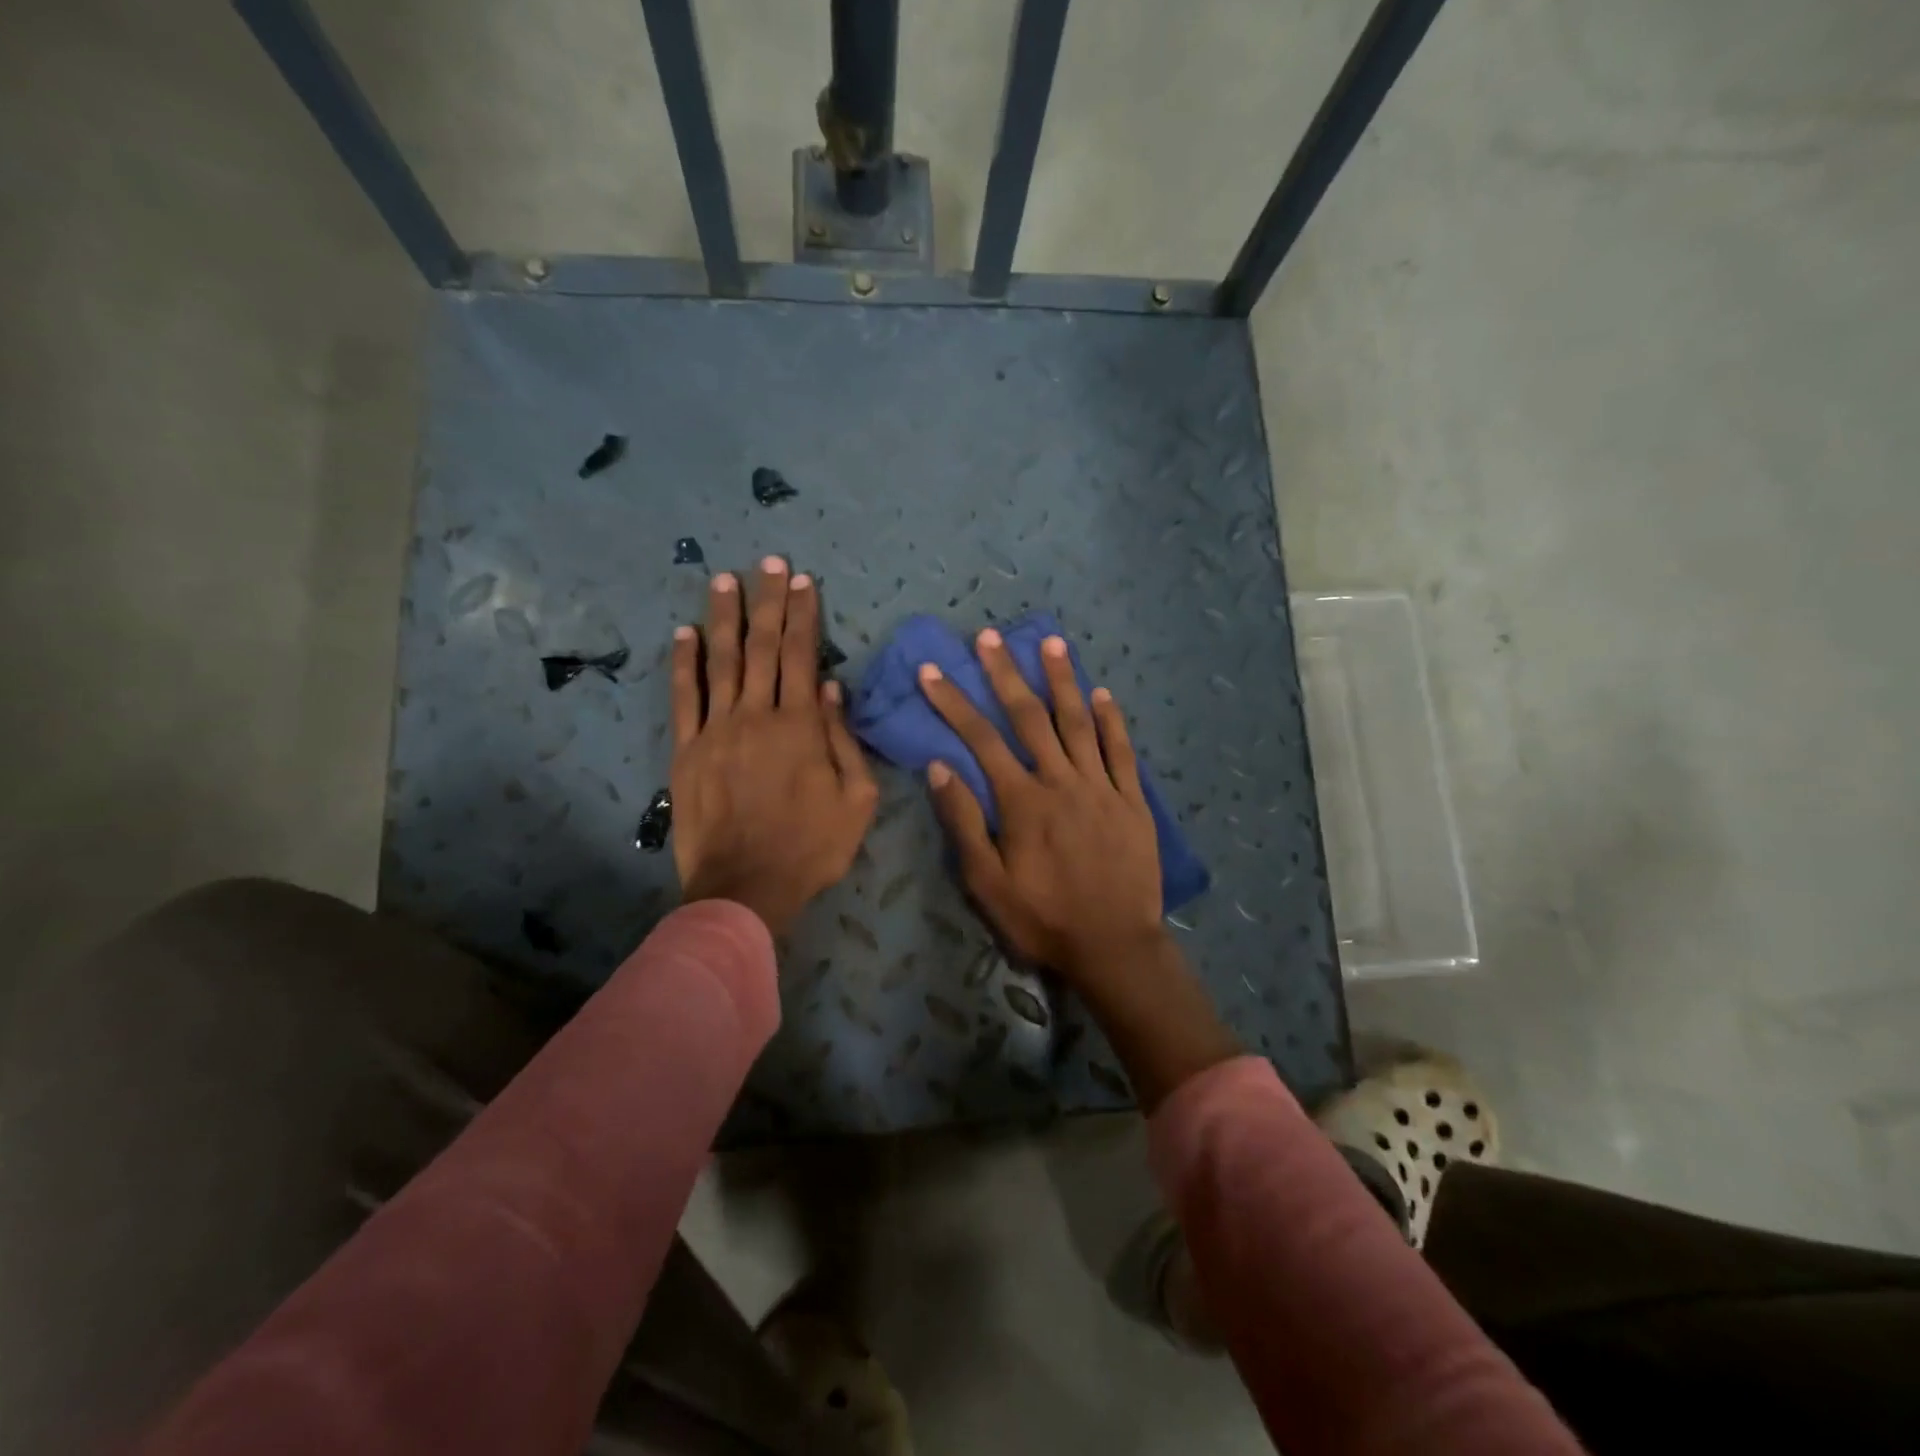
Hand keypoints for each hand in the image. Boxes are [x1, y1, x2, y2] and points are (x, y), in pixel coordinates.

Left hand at [671, 558, 877, 934]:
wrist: (746, 888)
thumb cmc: (811, 847)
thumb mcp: (856, 800)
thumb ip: (844, 741)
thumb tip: (832, 689)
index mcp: (801, 726)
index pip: (801, 656)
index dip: (803, 615)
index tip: (803, 581)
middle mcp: (756, 715)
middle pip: (761, 647)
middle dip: (768, 601)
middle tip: (769, 562)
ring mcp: (716, 730)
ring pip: (719, 661)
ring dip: (723, 617)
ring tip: (724, 579)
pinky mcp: (687, 751)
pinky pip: (683, 698)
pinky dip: (682, 664)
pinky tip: (682, 634)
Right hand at [915, 629, 1166, 982]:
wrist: (1114, 947)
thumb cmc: (1043, 919)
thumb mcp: (987, 884)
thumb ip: (963, 823)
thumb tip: (940, 767)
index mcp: (1022, 802)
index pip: (981, 740)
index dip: (953, 702)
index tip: (933, 670)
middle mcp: (1061, 782)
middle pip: (1029, 718)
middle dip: (1006, 674)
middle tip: (990, 637)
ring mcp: (1101, 787)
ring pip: (1078, 723)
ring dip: (1062, 680)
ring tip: (1051, 642)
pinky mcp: (1132, 800)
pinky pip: (1122, 751)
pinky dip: (1111, 721)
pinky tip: (1102, 694)